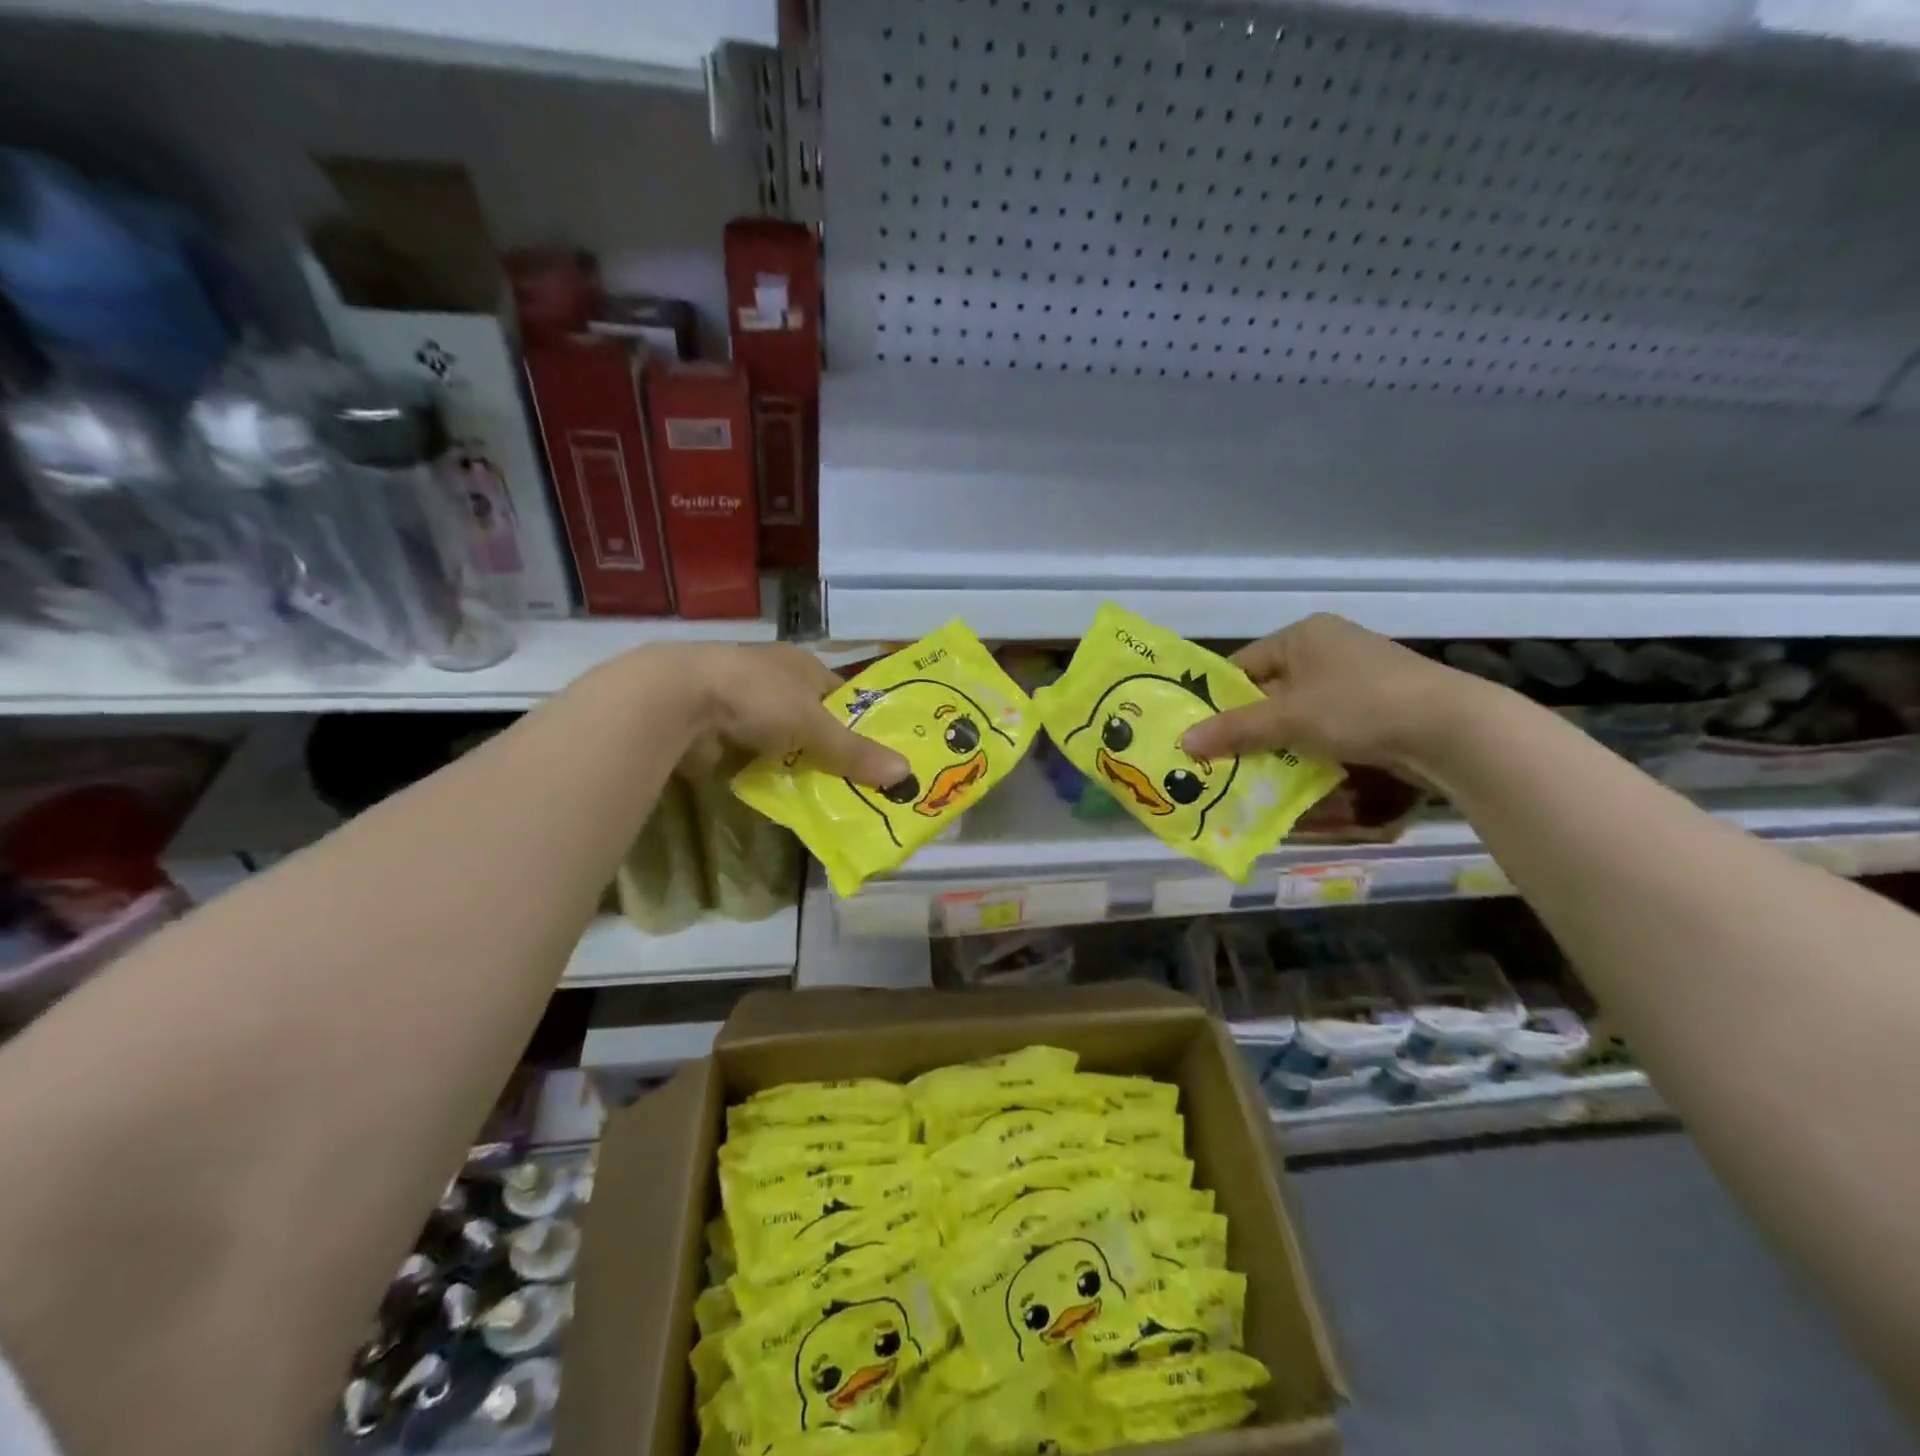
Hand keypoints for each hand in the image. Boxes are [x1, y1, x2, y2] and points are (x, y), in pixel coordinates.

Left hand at [677, 643, 909, 786]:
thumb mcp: (815, 727)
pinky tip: (779, 794)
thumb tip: (906, 774)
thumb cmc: (759, 697)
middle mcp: (773, 679)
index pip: (840, 695)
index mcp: (800, 664)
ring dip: (794, 763)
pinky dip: (764, 773)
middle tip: (855, 784)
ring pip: (782, 740)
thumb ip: (856, 752)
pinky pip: (753, 757)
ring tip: (822, 796)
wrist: (679, 701)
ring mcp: (742, 704)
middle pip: (812, 719)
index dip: (858, 722)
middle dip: (828, 749)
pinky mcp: (717, 730)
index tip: (876, 754)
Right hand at [1179, 613, 1485, 775]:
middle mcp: (1330, 648)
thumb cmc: (1356, 707)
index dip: (1220, 700)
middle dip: (1251, 728)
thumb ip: (1233, 730)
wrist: (1452, 729)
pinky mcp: (1382, 705)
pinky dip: (1314, 749)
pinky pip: (1332, 726)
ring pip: (1302, 713)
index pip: (1244, 665)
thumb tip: (1183, 742)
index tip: (1203, 734)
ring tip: (1260, 773)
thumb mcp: (1286, 719)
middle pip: (1272, 691)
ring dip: (1282, 743)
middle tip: (1226, 760)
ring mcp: (1360, 677)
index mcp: (1304, 635)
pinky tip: (1304, 774)